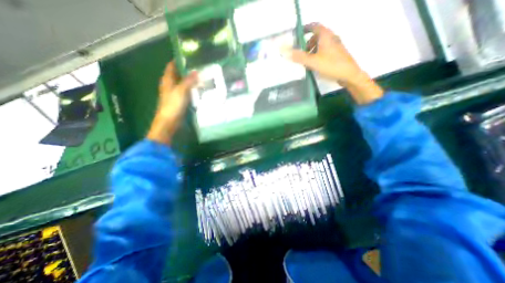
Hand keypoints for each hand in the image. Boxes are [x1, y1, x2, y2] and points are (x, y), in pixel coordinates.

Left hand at [146, 62, 196, 145]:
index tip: (189, 57)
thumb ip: (188, 81)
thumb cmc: (172, 106)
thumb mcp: (180, 91)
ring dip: (190, 81)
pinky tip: (199, 89)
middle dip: (187, 71)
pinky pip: (186, 92)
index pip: (171, 66)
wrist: (169, 122)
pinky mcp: (180, 101)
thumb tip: (196, 71)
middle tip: (199, 68)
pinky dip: (192, 89)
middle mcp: (170, 85)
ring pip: (183, 84)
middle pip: (178, 75)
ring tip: (202, 77)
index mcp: (167, 81)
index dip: (178, 61)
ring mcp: (175, 94)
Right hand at [288, 23, 382, 104]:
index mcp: (326, 36)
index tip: (297, 35)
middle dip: (307, 43)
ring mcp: (335, 47)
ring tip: (306, 61)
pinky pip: (324, 52)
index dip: (305, 29)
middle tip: (300, 53)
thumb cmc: (331, 65)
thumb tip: (284, 52)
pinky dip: (317, 55)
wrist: (349, 75)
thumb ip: (299, 56)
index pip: (314, 26)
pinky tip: (314, 66)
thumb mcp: (313, 61)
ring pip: (321, 45)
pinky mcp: (337, 55)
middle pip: (317, 36)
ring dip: (312, 50)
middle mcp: (331, 38)